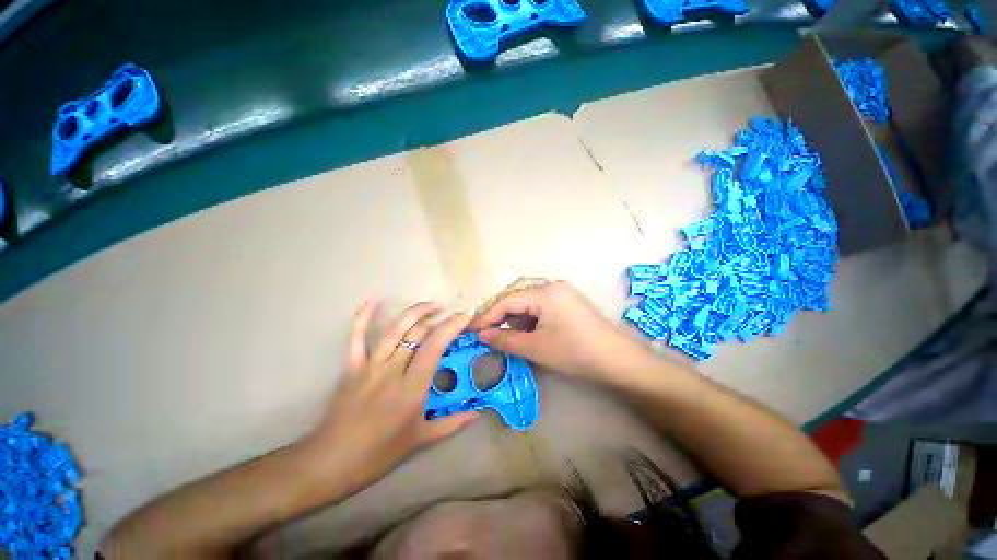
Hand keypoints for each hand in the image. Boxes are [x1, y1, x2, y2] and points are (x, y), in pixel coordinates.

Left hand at [303, 302, 478, 493]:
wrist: (331, 462)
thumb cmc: (379, 454)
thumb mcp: (421, 440)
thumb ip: (452, 424)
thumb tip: (477, 413)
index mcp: (411, 388)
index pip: (435, 347)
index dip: (452, 327)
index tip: (465, 316)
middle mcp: (392, 371)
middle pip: (417, 333)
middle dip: (439, 319)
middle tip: (453, 315)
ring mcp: (370, 366)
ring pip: (395, 329)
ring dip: (415, 312)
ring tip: (431, 305)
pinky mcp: (352, 366)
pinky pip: (357, 337)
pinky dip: (364, 317)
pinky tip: (373, 300)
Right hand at [470, 279, 654, 381]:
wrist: (617, 361)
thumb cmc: (574, 352)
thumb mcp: (535, 347)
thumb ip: (505, 339)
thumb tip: (481, 335)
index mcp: (545, 292)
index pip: (507, 300)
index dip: (487, 316)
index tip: (472, 331)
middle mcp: (552, 285)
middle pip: (517, 298)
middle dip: (500, 317)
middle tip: (486, 334)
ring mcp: (562, 292)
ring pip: (529, 303)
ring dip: (515, 319)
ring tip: (504, 336)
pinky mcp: (568, 302)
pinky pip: (541, 306)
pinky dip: (529, 319)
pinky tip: (525, 333)